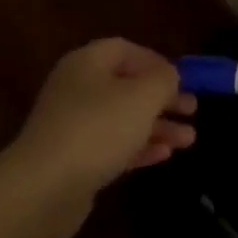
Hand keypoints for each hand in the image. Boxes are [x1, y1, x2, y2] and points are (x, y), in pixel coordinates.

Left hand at [10, 39, 195, 199]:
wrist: (45, 187)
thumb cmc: (98, 128)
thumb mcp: (142, 96)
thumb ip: (163, 79)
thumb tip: (168, 75)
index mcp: (87, 63)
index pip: (125, 49)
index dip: (156, 61)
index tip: (183, 79)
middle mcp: (76, 88)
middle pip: (126, 85)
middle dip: (162, 97)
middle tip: (192, 110)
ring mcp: (72, 125)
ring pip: (122, 118)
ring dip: (157, 125)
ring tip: (189, 140)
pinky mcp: (73, 159)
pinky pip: (112, 145)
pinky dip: (139, 147)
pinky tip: (164, 155)